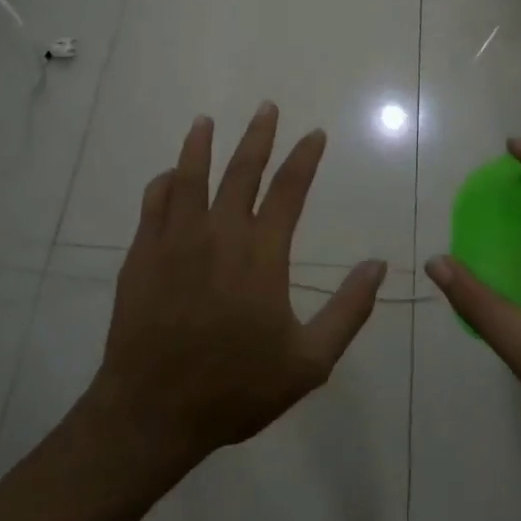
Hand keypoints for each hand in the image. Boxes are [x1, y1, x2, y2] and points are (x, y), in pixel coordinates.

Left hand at [86, 104, 386, 477]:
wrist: (152, 412)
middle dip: (258, 136)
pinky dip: (165, 183)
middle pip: (241, 171)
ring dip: (200, 145)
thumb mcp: (308, 362)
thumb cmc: (235, 388)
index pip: (288, 190)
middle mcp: (219, 234)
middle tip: (267, 108)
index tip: (315, 133)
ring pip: (190, 177)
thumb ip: (347, 311)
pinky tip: (170, 175)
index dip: (304, 159)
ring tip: (206, 121)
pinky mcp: (143, 255)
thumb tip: (378, 266)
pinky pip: (154, 204)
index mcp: (261, 254)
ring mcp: (176, 241)